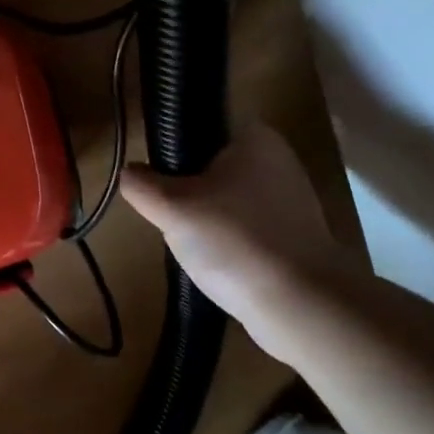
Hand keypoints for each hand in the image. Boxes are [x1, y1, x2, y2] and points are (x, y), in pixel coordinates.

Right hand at [121, 121, 355, 331]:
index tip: (155, 179)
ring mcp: (290, 200)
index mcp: (255, 136)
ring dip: (203, 220)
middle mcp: (277, 159)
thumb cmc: (236, 242)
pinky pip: (243, 229)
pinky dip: (226, 244)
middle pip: (207, 166)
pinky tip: (217, 264)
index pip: (199, 125)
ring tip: (194, 246)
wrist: (303, 307)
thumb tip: (130, 174)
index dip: (171, 150)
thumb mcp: (172, 208)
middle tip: (170, 216)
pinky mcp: (293, 235)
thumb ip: (141, 184)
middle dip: (185, 192)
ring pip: (223, 200)